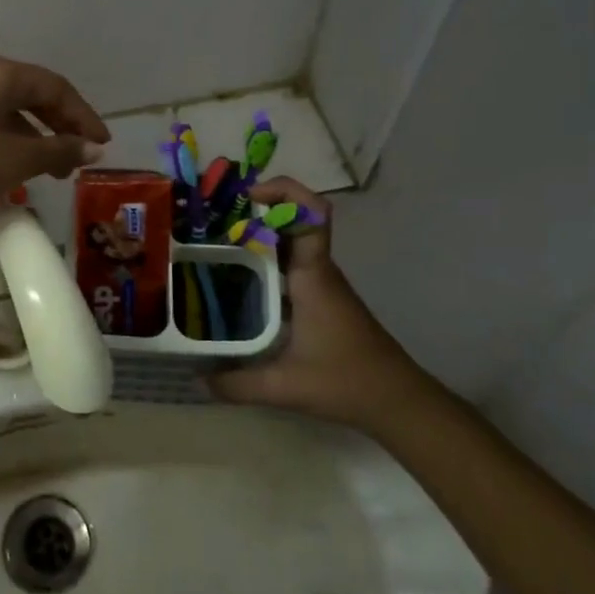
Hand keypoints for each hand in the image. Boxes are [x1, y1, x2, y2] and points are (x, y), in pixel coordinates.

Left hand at [0, 56, 109, 227]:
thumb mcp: (19, 159)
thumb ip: (61, 150)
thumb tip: (94, 149)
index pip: (54, 87)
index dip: (83, 116)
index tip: (102, 144)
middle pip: (32, 93)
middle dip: (61, 126)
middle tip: (80, 158)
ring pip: (10, 108)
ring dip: (37, 136)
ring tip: (54, 170)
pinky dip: (11, 138)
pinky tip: (19, 164)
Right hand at [207, 178, 431, 433]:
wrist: (397, 401)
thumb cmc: (347, 382)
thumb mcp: (286, 387)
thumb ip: (237, 384)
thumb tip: (197, 380)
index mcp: (312, 276)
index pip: (311, 214)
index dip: (283, 192)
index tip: (246, 196)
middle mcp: (317, 271)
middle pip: (292, 221)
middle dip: (254, 212)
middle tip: (210, 221)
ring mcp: (320, 284)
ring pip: (288, 243)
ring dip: (257, 236)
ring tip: (212, 245)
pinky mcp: (318, 299)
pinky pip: (288, 265)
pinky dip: (263, 262)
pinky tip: (235, 282)